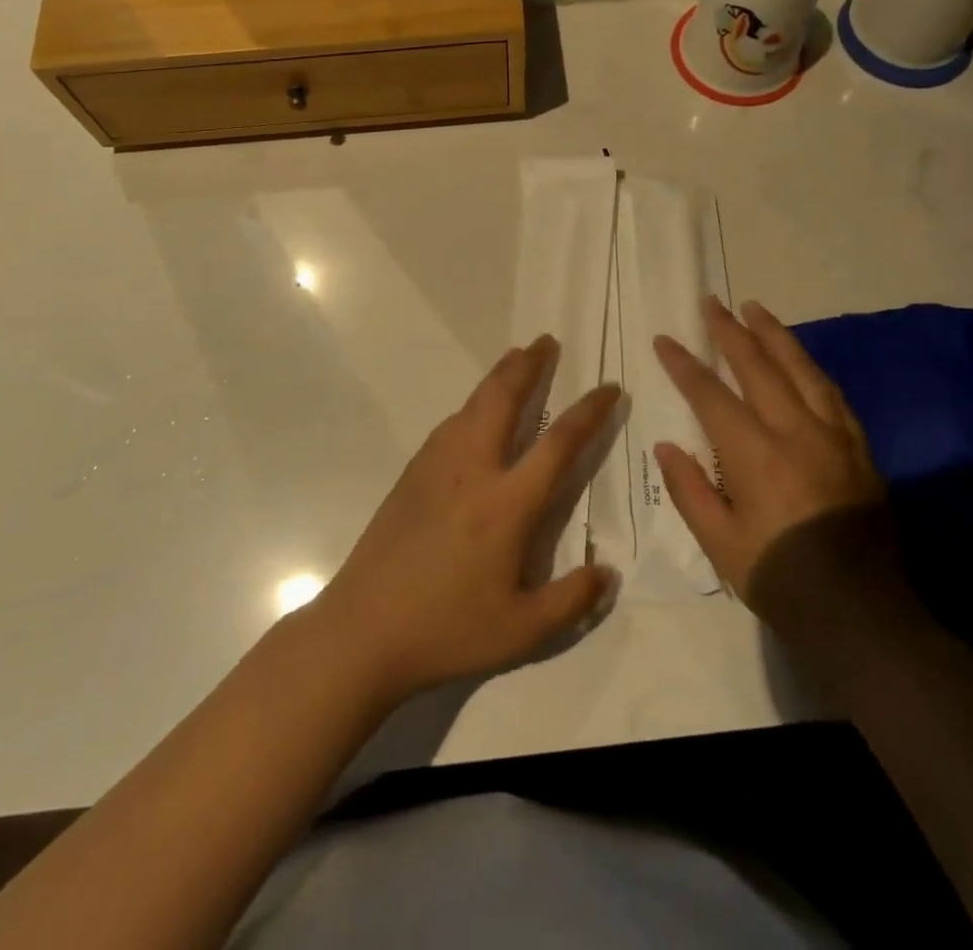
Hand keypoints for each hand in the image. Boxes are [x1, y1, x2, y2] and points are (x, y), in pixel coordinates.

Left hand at [316, 337, 619, 704]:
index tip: (608, 388)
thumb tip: (608, 573)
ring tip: (515, 361)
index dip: (588, 411)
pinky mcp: (412, 474)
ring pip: (472, 404)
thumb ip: (573, 600)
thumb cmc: (448, 629)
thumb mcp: (523, 631)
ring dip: (498, 377)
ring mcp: (436, 467)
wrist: (364, 629)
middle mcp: (473, 470)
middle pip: (504, 399)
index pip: (558, 442)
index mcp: (507, 503)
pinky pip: (450, 424)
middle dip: (529, 365)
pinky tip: (474, 413)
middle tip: (547, 341)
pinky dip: (472, 405)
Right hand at [653, 298, 927, 671]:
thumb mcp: (719, 543)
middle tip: (712, 303)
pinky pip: (832, 394)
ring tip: (756, 309)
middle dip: (731, 331)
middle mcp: (795, 432)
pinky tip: (801, 360)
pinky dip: (810, 368)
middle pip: (759, 366)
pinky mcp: (860, 449)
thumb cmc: (779, 578)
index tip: (665, 340)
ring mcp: (834, 437)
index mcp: (755, 454)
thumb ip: (689, 489)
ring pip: (802, 369)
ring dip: (775, 335)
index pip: (710, 394)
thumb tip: (666, 445)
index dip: (684, 364)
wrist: (862, 614)